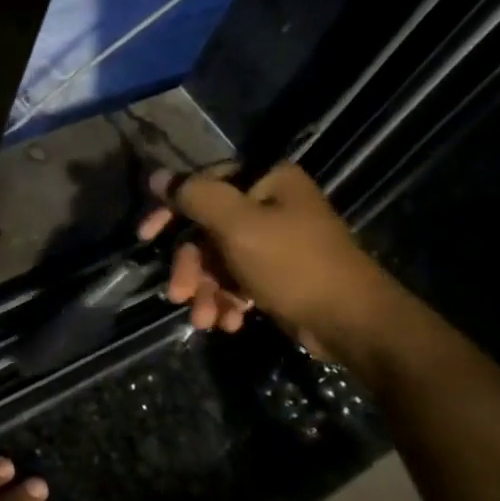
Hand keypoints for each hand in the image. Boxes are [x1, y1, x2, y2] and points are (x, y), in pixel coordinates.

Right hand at [137, 161, 399, 359]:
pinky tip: (230, 321)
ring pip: (220, 259)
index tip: (146, 236)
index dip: (171, 210)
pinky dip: (228, 300)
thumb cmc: (293, 265)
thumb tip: (157, 176)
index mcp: (267, 181)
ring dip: (207, 290)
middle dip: (192, 267)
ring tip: (206, 319)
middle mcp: (271, 204)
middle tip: (178, 294)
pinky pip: (239, 279)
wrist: (353, 324)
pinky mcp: (279, 274)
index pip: (204, 184)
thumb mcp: (237, 225)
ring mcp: (276, 241)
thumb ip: (195, 197)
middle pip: (209, 228)